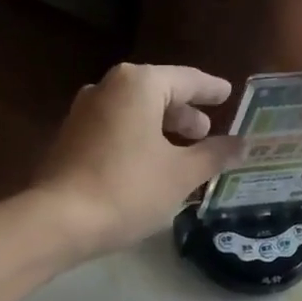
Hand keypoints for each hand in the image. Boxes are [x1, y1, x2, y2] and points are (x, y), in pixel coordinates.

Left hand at [28, 61, 244, 261]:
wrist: (59, 221)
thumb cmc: (128, 189)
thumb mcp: (181, 174)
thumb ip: (213, 155)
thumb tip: (242, 144)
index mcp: (138, 84)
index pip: (186, 80)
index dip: (210, 90)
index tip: (227, 94)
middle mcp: (107, 88)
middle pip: (156, 94)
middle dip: (183, 114)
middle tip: (205, 133)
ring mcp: (83, 113)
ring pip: (133, 114)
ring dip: (160, 130)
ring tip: (181, 153)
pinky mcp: (70, 140)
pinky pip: (115, 131)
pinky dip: (137, 141)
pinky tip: (148, 166)